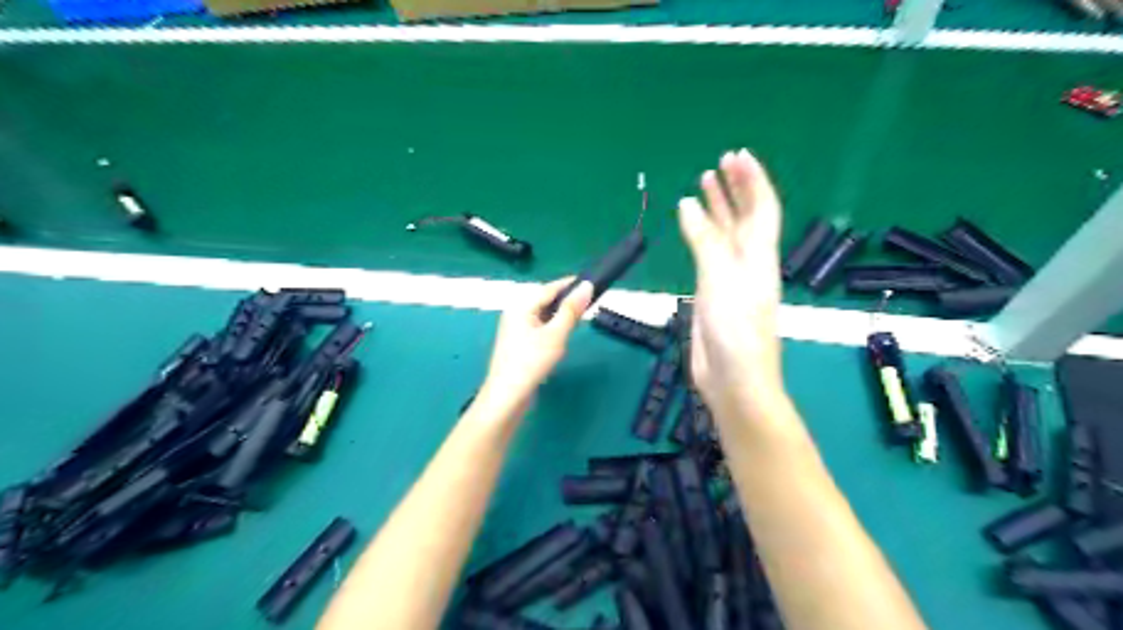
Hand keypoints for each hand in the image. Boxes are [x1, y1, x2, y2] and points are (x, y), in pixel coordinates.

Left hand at [480, 277, 594, 405]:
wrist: (507, 396)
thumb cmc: (531, 362)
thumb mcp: (555, 334)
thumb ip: (571, 310)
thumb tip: (586, 286)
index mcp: (521, 306)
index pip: (549, 288)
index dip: (570, 284)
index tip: (592, 282)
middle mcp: (515, 313)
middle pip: (544, 300)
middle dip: (565, 300)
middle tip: (588, 304)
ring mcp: (515, 329)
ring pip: (542, 315)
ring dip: (559, 315)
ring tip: (578, 320)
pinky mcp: (519, 343)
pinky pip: (539, 327)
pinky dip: (552, 327)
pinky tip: (561, 337)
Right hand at [680, 148, 781, 410]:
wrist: (733, 377)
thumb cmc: (734, 328)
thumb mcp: (720, 278)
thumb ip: (705, 240)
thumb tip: (690, 203)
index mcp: (759, 255)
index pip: (762, 208)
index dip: (753, 180)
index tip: (738, 156)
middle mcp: (749, 261)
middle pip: (745, 217)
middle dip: (735, 189)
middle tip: (719, 163)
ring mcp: (731, 277)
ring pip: (725, 234)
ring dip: (717, 208)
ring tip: (703, 183)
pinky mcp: (714, 292)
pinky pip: (708, 253)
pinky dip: (700, 235)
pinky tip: (690, 225)